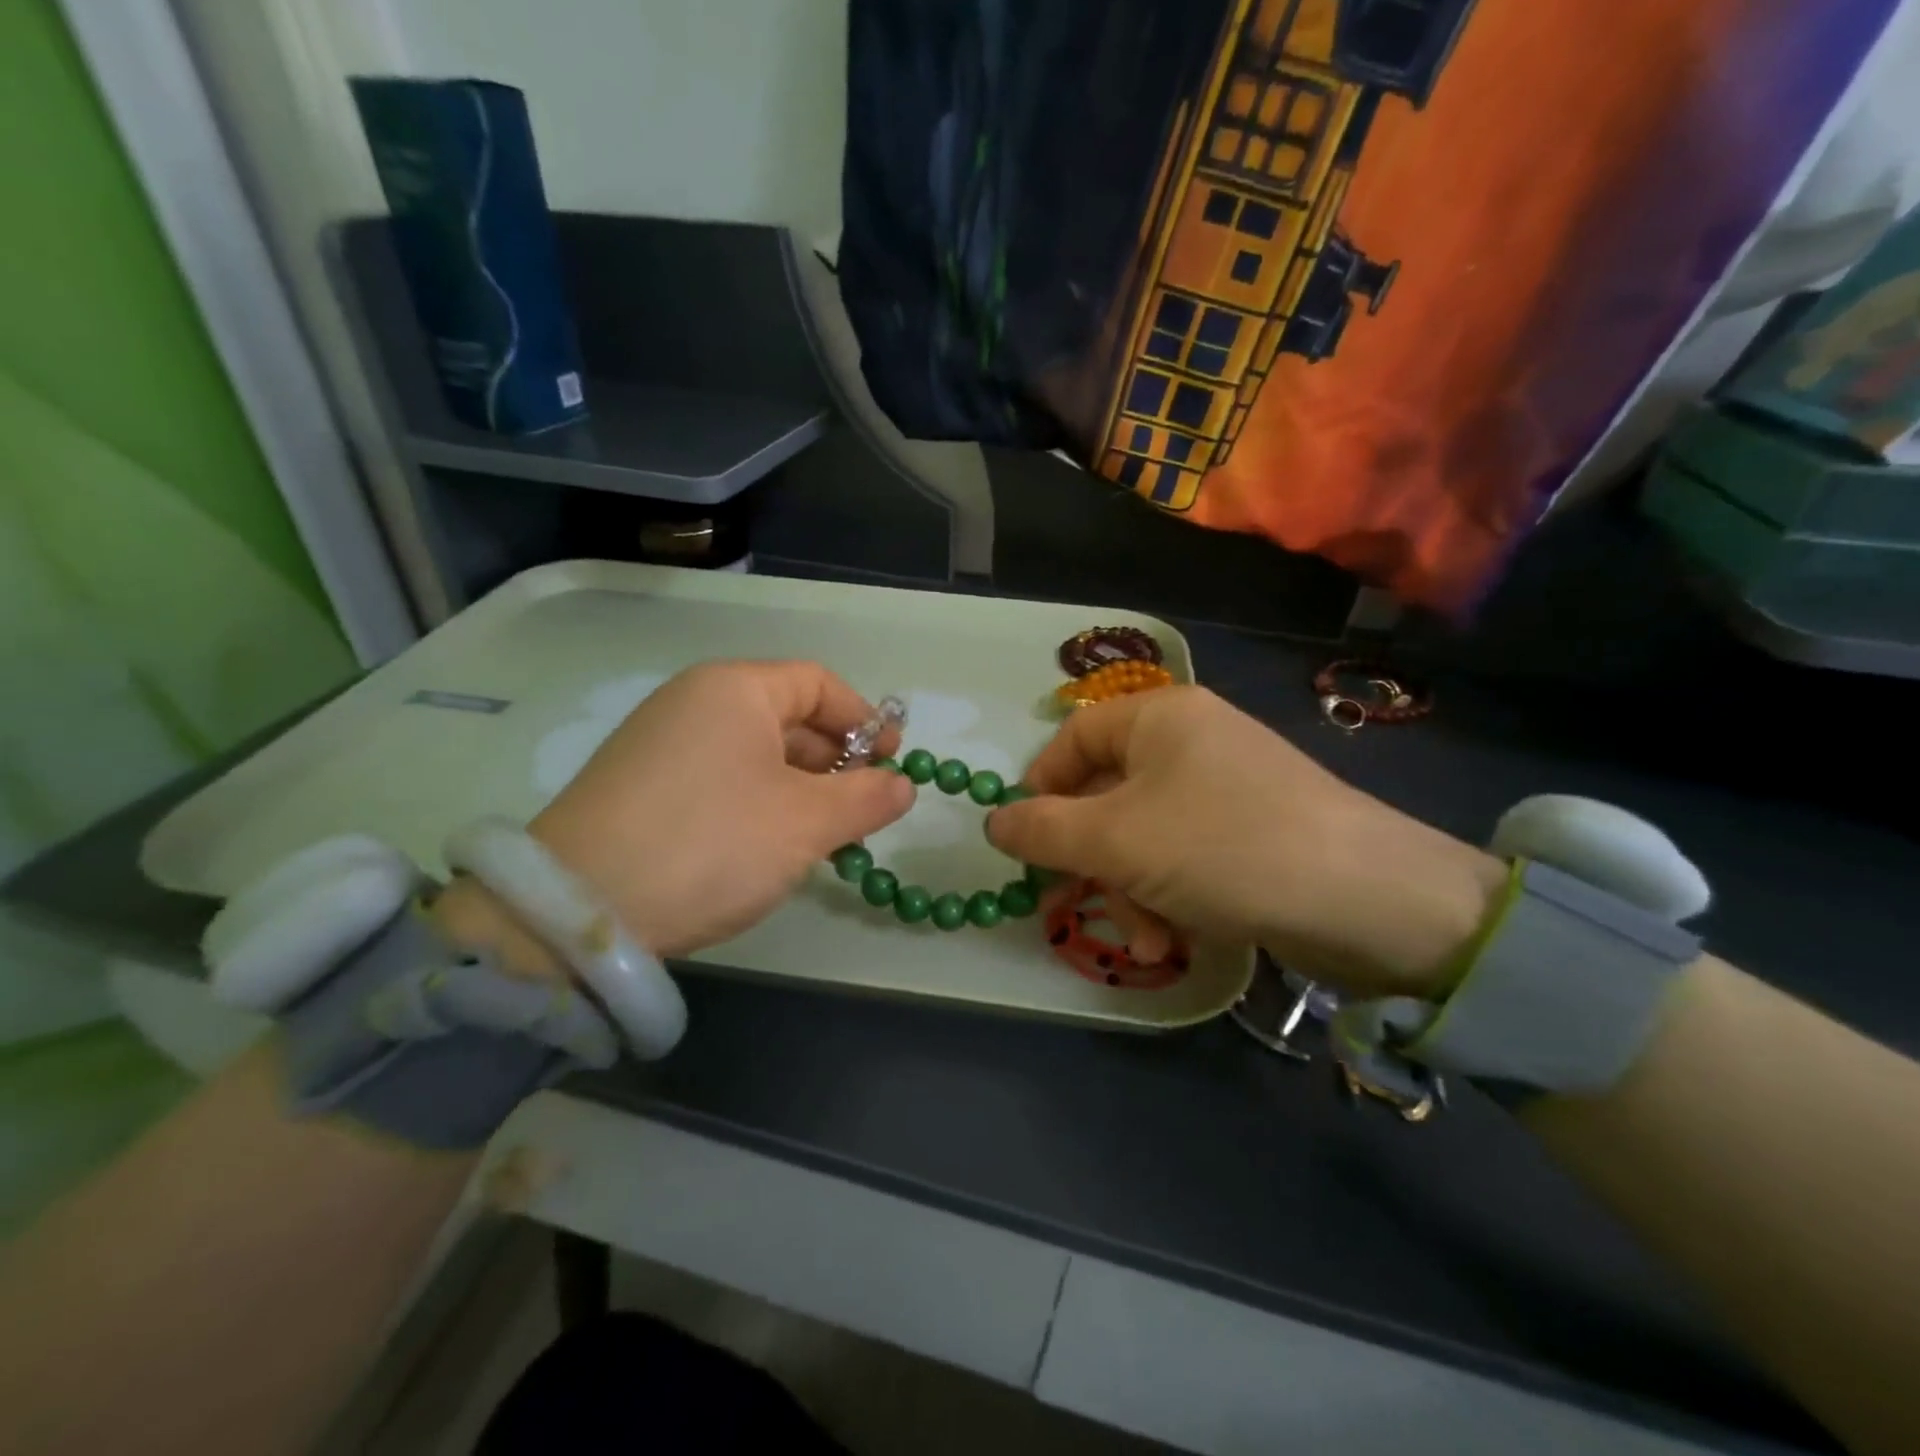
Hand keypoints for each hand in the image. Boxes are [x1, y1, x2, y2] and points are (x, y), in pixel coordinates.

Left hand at [437, 662, 911, 967]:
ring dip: (800, 789)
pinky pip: (720, 779)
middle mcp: (693, 702)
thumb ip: (867, 799)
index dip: (864, 720)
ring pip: (754, 753)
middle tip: (863, 810)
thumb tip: (904, 786)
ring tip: (824, 837)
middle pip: (786, 717)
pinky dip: (759, 803)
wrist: (578, 909)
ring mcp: (661, 744)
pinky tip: (770, 846)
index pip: (818, 683)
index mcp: (735, 689)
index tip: (893, 762)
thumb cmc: (713, 843)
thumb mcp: (806, 823)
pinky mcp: (640, 786)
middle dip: (835, 762)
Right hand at [985, 687, 1505, 997]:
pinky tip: (1175, 941)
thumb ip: (1043, 831)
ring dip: (1130, 891)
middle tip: (1081, 904)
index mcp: (1160, 717)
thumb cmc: (1222, 847)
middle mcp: (1193, 742)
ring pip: (1143, 836)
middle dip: (1092, 861)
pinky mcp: (1253, 833)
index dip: (1041, 788)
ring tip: (1145, 940)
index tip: (1026, 842)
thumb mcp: (1115, 841)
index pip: (1074, 738)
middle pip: (1107, 795)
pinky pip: (1185, 857)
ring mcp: (1227, 788)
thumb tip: (994, 823)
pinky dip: (1170, 897)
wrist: (1369, 901)